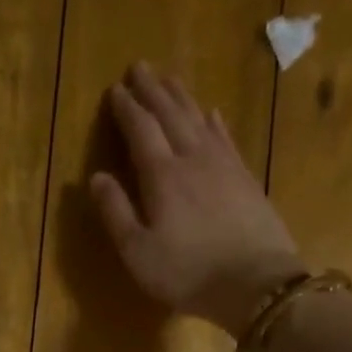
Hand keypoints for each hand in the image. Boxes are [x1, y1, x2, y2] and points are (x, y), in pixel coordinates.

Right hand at [90, 62, 303, 334]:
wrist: (255, 283)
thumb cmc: (187, 273)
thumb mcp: (138, 252)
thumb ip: (115, 212)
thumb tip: (95, 177)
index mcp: (162, 176)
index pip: (140, 130)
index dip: (127, 109)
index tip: (115, 90)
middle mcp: (193, 158)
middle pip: (171, 115)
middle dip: (153, 91)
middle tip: (140, 68)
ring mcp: (224, 165)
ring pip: (199, 119)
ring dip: (182, 97)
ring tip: (169, 79)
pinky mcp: (245, 178)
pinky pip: (225, 137)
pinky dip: (214, 121)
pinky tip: (211, 113)